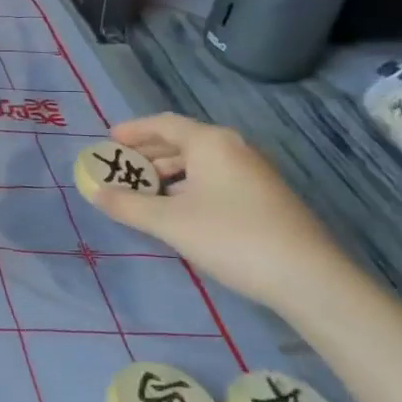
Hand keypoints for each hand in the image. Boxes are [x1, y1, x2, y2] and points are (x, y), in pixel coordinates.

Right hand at [86, 113, 359, 311]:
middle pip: (182, 141)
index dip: (133, 131)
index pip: (164, 124)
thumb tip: (94, 191)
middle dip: (148, 154)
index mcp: (211, 142)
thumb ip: (127, 204)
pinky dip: (189, 186)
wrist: (308, 278)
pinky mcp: (264, 197)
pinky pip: (215, 179)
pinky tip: (178, 210)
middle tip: (120, 168)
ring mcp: (253, 173)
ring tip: (143, 192)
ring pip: (200, 163)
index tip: (108, 141)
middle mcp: (233, 149)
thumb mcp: (169, 222)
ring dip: (168, 173)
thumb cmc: (231, 237)